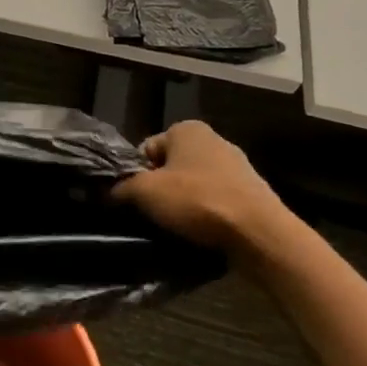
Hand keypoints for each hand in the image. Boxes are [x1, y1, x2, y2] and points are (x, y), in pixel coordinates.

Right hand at [113, 120, 289, 255]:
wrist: (261, 235)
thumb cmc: (198, 201)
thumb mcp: (145, 193)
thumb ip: (120, 188)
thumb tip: (105, 192)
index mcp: (187, 129)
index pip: (146, 150)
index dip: (136, 175)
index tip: (137, 199)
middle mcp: (214, 140)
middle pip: (171, 168)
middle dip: (161, 190)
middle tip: (154, 215)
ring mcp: (238, 167)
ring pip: (194, 187)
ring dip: (184, 205)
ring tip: (178, 229)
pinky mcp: (253, 194)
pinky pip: (217, 203)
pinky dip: (207, 216)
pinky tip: (202, 234)